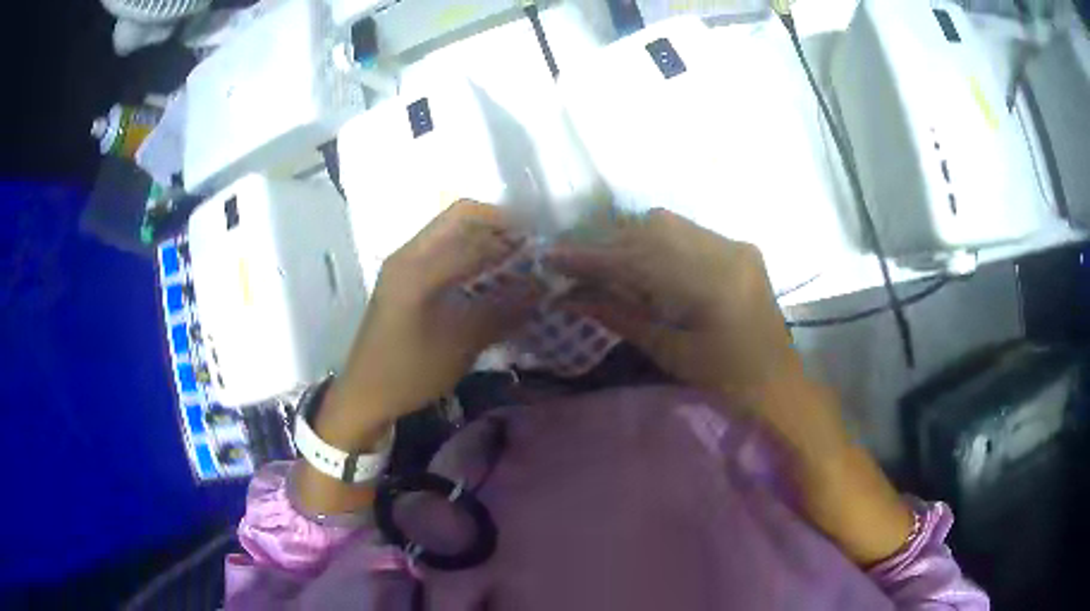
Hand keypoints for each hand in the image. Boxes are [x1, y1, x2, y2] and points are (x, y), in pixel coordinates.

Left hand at [319, 201, 538, 449]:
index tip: (543, 250)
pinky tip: (488, 280)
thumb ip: (504, 309)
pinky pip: (442, 252)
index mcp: (418, 266)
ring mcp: (403, 265)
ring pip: (450, 233)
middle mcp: (409, 254)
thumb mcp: (461, 343)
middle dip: (498, 227)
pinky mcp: (403, 280)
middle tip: (529, 250)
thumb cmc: (410, 371)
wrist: (366, 394)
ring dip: (484, 241)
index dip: (511, 234)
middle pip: (459, 218)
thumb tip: (545, 285)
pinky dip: (469, 256)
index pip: (473, 229)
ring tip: (515, 264)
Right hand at [550, 209, 912, 564]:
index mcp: (712, 286)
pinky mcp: (741, 249)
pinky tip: (645, 266)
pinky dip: (658, 244)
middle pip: (653, 229)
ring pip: (670, 225)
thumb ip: (622, 317)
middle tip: (578, 266)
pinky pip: (689, 233)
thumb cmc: (726, 383)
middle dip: (610, 244)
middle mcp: (728, 252)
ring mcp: (737, 246)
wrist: (780, 386)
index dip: (592, 257)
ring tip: (609, 266)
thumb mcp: (670, 354)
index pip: (639, 258)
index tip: (552, 257)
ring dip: (633, 241)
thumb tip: (573, 296)